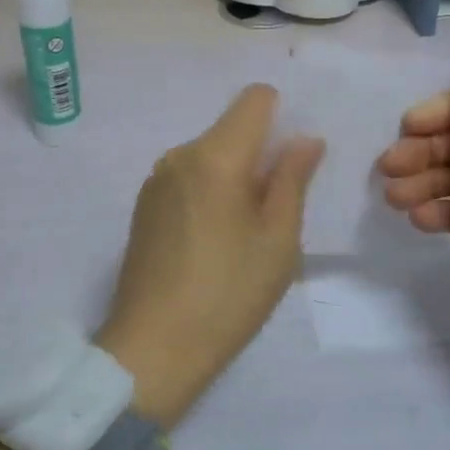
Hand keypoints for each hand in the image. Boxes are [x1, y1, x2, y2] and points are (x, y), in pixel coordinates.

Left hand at [97, 85, 323, 426]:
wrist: (151, 350)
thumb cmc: (228, 294)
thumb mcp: (278, 240)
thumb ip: (293, 179)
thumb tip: (305, 139)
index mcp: (215, 156)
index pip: (254, 99)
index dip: (282, 114)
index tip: (294, 158)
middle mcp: (179, 155)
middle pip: (231, 127)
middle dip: (261, 152)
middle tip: (278, 207)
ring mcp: (156, 180)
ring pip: (210, 153)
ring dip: (236, 174)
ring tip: (246, 230)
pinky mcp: (144, 205)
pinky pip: (189, 176)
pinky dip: (211, 190)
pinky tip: (215, 240)